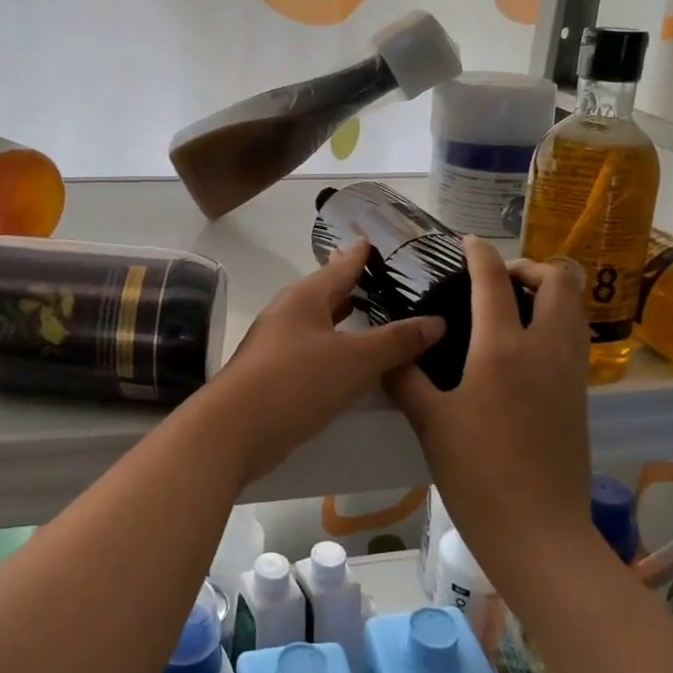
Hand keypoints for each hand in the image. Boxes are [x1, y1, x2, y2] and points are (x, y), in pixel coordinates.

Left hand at [206, 240, 444, 484]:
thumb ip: (396, 341)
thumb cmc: (296, 381)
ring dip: (343, 320)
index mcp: (305, 298)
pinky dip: (335, 349)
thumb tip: (437, 322)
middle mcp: (288, 314)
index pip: (340, 266)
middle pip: (326, 292)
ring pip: (319, 324)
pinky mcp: (275, 375)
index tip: (376, 241)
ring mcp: (278, 345)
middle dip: (352, 286)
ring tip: (372, 315)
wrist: (235, 430)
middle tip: (384, 280)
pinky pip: (313, 352)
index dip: (360, 255)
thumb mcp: (355, 360)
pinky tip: (351, 363)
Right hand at [386, 239, 595, 581]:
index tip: (466, 243)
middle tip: (495, 280)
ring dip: (547, 292)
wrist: (539, 533)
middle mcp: (545, 350)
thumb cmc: (477, 475)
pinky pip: (574, 337)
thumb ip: (405, 379)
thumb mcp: (429, 423)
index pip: (493, 281)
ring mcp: (569, 373)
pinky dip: (554, 322)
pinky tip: (521, 347)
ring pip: (574, 308)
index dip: (479, 254)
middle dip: (529, 266)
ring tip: (509, 307)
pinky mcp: (580, 396)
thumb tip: (388, 352)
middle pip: (560, 280)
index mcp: (502, 350)